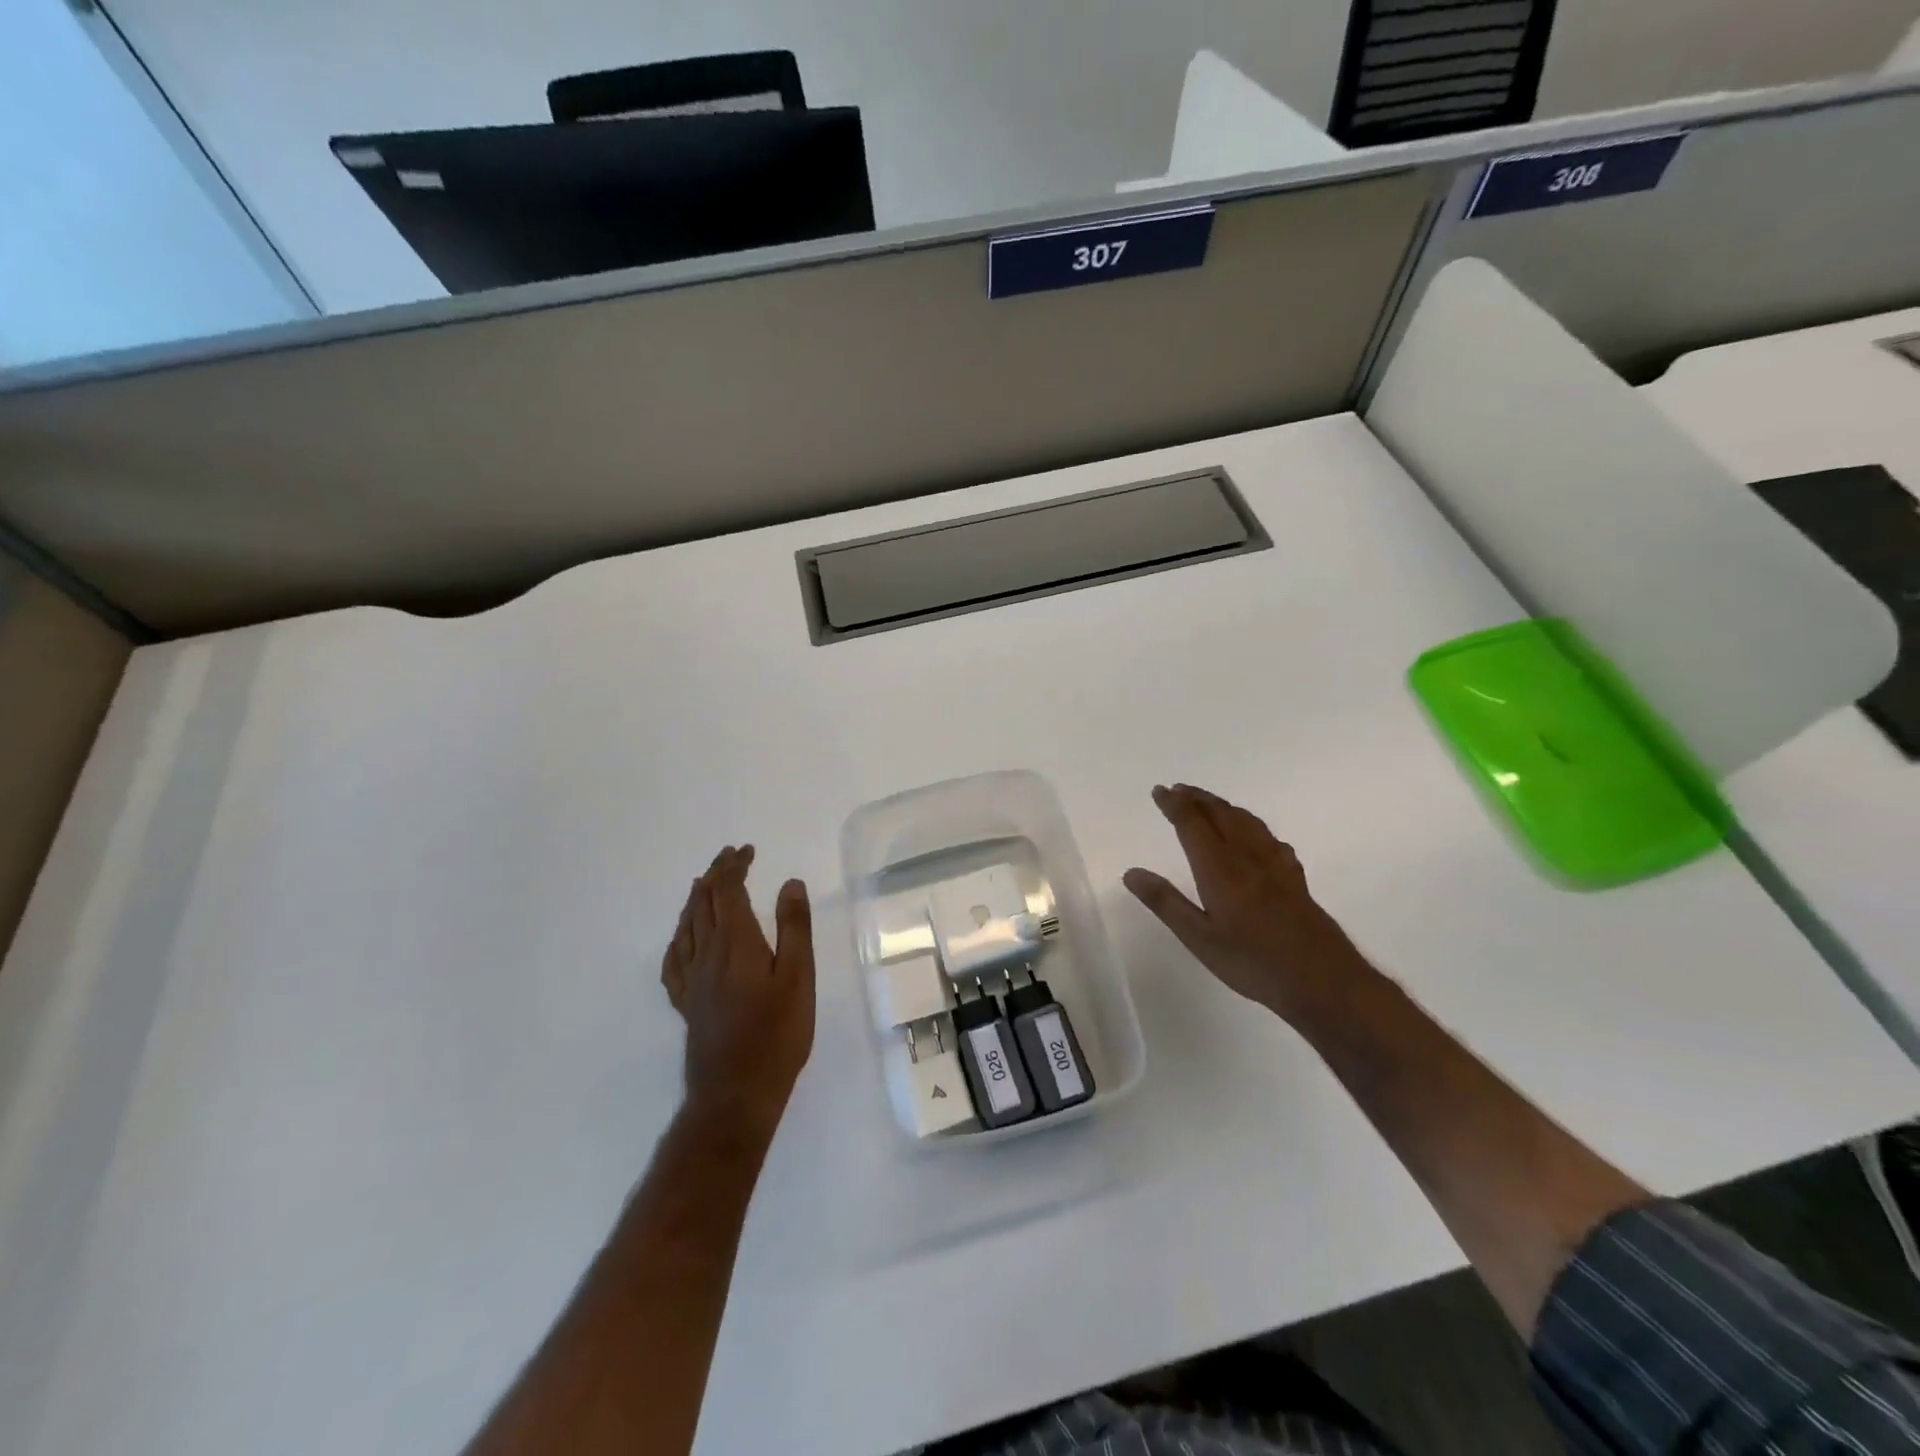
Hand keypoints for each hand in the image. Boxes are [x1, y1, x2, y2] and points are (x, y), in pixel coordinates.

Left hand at [661, 846, 814, 1137]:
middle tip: (731, 858)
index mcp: (735, 942)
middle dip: (715, 875)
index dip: (734, 866)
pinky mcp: (686, 1003)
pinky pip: (673, 959)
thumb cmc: (776, 1033)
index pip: (726, 890)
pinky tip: (683, 940)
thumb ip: (794, 927)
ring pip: (685, 927)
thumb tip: (789, 883)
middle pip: (702, 903)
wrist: (736, 1093)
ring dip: (695, 900)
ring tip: (705, 886)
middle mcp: (706, 953)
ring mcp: (691, 980)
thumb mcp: (798, 977)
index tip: (747, 851)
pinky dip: (679, 937)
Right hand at [1123, 784, 1365, 1023]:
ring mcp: (1275, 864)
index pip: (1192, 824)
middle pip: (1221, 814)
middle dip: (1197, 798)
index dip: (1174, 804)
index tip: (1159, 791)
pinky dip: (1252, 825)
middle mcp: (1247, 856)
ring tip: (1208, 803)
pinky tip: (1255, 837)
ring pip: (1246, 821)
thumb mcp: (1199, 939)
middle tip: (1177, 790)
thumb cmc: (1253, 962)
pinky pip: (1269, 837)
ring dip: (1223, 806)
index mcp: (1220, 868)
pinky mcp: (1294, 877)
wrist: (1323, 980)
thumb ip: (1166, 903)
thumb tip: (1131, 872)